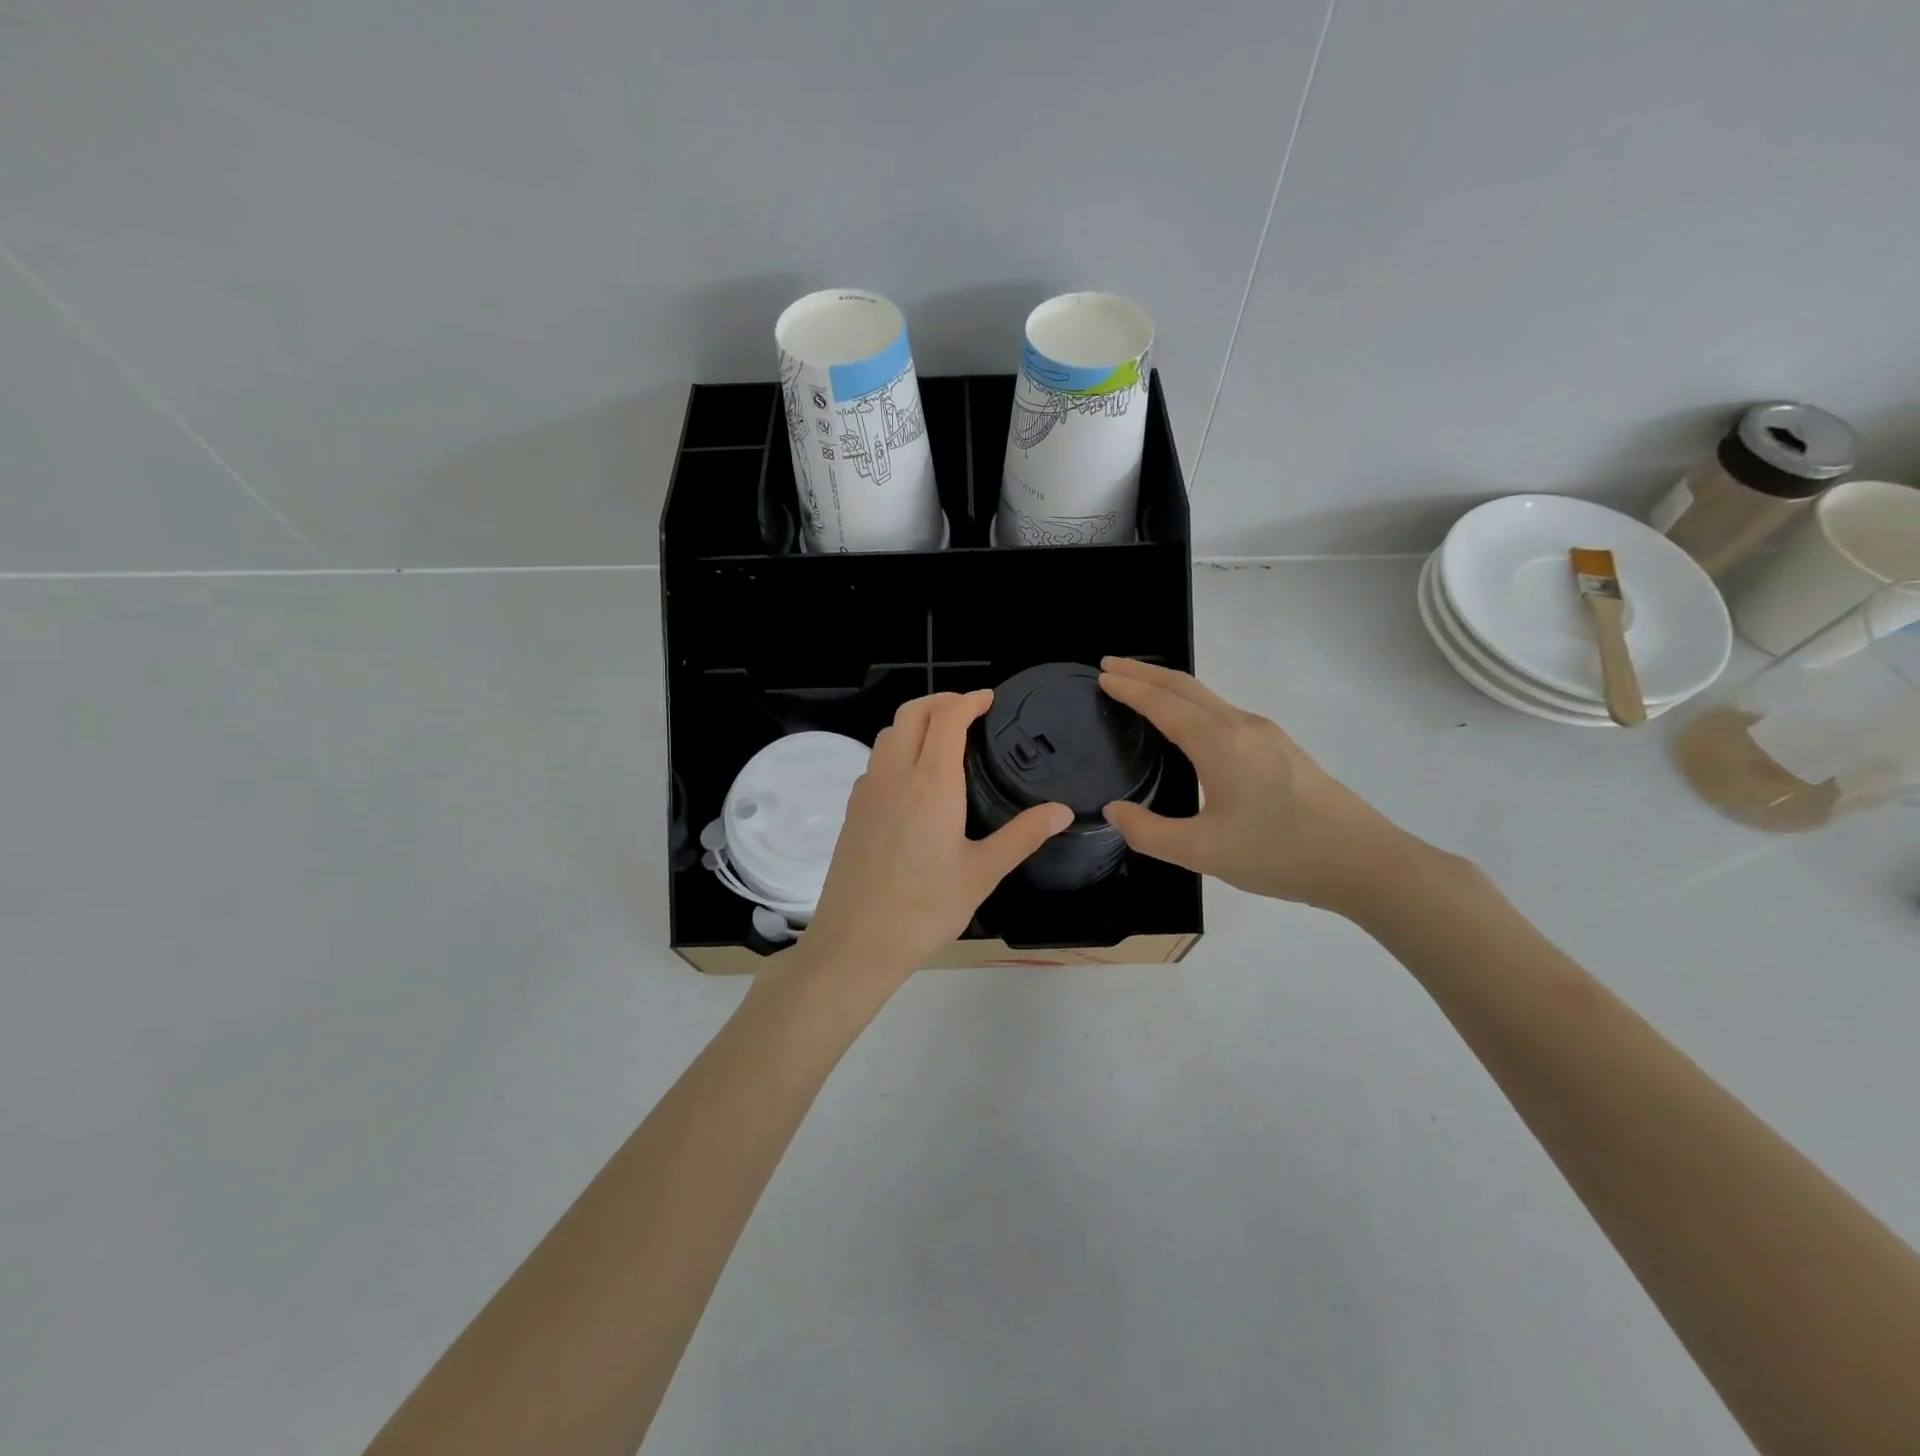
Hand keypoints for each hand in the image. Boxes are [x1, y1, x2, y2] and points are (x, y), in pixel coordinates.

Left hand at [798, 691, 1071, 987]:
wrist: (857, 941)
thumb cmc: (926, 908)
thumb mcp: (983, 873)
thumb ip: (1023, 835)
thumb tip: (1062, 811)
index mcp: (932, 783)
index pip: (947, 718)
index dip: (969, 700)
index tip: (989, 699)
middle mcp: (895, 775)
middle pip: (911, 713)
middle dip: (940, 701)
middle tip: (969, 710)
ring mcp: (867, 791)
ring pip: (888, 734)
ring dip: (915, 722)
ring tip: (943, 738)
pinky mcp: (853, 810)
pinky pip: (876, 761)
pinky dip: (897, 749)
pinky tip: (913, 779)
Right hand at [1097, 658, 1423, 914]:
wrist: (1363, 861)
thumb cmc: (1279, 853)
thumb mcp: (1202, 851)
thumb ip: (1149, 832)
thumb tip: (1115, 811)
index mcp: (1219, 742)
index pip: (1163, 703)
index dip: (1129, 687)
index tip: (1101, 675)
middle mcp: (1242, 726)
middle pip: (1185, 687)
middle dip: (1144, 673)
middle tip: (1110, 666)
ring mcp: (1266, 735)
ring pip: (1208, 697)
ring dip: (1169, 687)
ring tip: (1141, 689)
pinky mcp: (1281, 749)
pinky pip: (1224, 712)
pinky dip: (1193, 704)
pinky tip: (1189, 725)